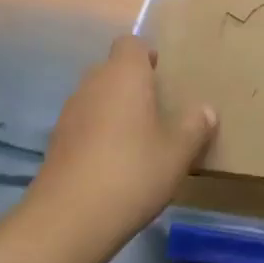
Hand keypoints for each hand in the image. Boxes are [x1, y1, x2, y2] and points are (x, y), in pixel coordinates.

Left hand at [23, 36, 216, 256]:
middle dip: (133, 85)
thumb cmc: (132, 172)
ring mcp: (70, 112)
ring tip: (138, 141)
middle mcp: (93, 83)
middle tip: (159, 112)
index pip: (131, 43)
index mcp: (124, 74)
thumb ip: (195, 126)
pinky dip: (98, 135)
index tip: (164, 79)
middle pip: (113, 70)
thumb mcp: (178, 152)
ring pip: (97, 97)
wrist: (69, 219)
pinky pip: (84, 124)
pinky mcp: (56, 141)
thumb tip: (206, 110)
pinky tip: (114, 165)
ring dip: (115, 111)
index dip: (147, 56)